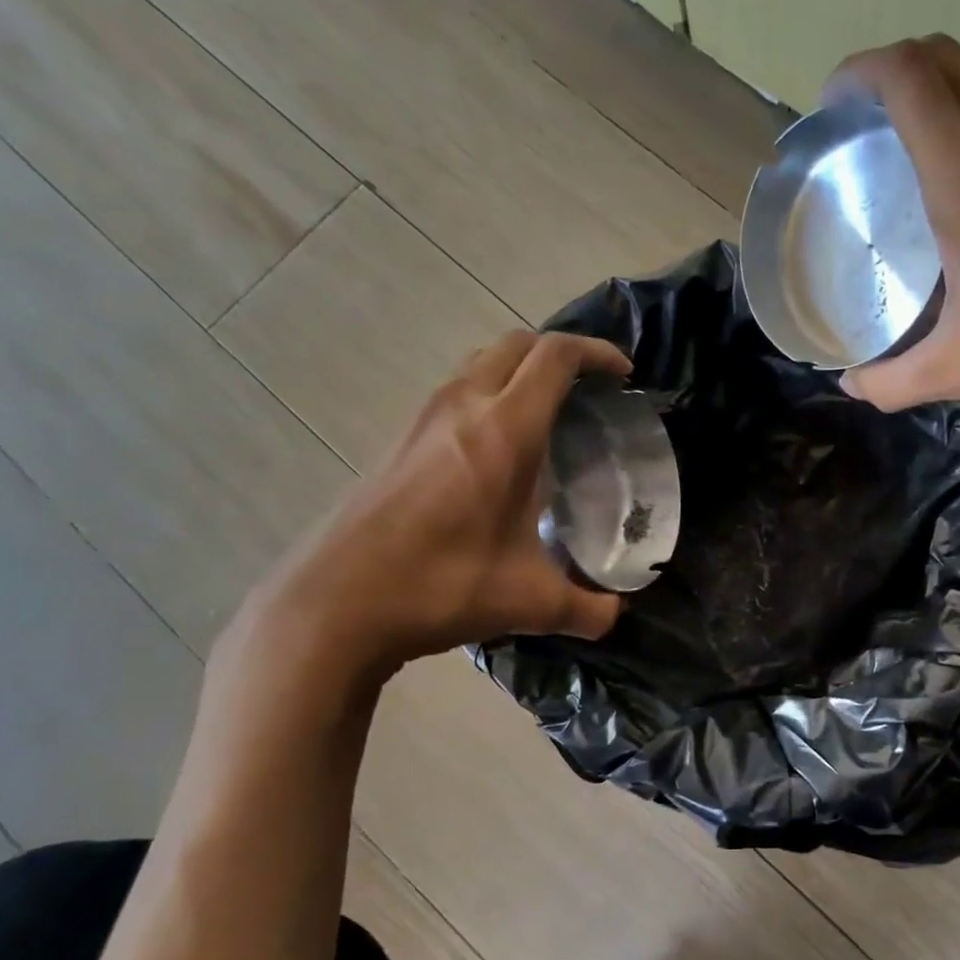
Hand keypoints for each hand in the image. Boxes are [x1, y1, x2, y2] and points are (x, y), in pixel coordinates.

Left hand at [238, 330, 631, 679]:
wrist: (337, 603)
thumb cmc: (441, 586)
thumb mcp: (529, 603)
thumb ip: (587, 609)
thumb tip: (615, 615)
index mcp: (504, 431)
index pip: (555, 358)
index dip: (596, 353)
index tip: (623, 375)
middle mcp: (462, 407)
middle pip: (516, 344)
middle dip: (559, 352)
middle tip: (589, 388)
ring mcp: (424, 420)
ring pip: (479, 363)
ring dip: (519, 370)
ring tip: (548, 411)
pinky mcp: (400, 440)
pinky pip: (455, 391)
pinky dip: (488, 394)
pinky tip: (497, 448)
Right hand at [823, 35, 959, 422]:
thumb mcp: (959, 366)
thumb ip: (892, 381)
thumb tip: (852, 385)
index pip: (906, 76)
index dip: (859, 72)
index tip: (832, 106)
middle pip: (939, 58)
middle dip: (889, 74)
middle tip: (859, 128)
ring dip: (933, 98)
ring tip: (903, 158)